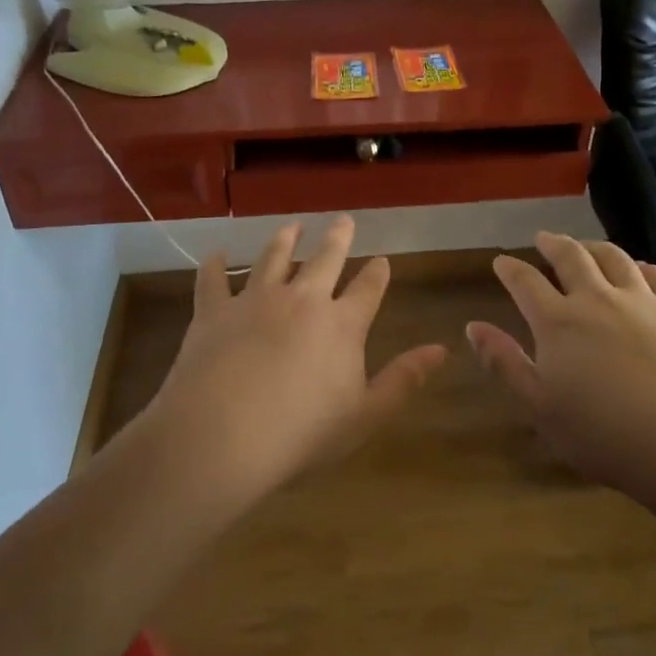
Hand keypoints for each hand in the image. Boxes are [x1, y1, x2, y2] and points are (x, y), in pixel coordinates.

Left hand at [145, 217, 446, 499]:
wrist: (223, 435)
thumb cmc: (302, 433)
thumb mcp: (365, 415)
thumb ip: (403, 379)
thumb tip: (441, 349)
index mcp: (341, 324)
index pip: (368, 288)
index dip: (377, 273)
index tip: (383, 260)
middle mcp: (301, 299)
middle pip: (324, 258)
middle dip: (337, 237)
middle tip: (343, 220)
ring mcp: (255, 299)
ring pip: (273, 257)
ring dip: (285, 239)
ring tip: (292, 226)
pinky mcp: (214, 310)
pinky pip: (213, 278)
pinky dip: (215, 264)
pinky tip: (218, 253)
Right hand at [466, 233, 655, 506]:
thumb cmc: (606, 436)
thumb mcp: (541, 408)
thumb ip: (505, 363)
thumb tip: (473, 326)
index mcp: (559, 322)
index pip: (526, 282)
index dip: (510, 269)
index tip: (501, 261)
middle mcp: (598, 298)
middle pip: (571, 257)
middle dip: (552, 244)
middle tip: (543, 238)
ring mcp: (644, 301)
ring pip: (615, 258)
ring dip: (594, 247)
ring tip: (586, 246)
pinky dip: (645, 267)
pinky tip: (642, 270)